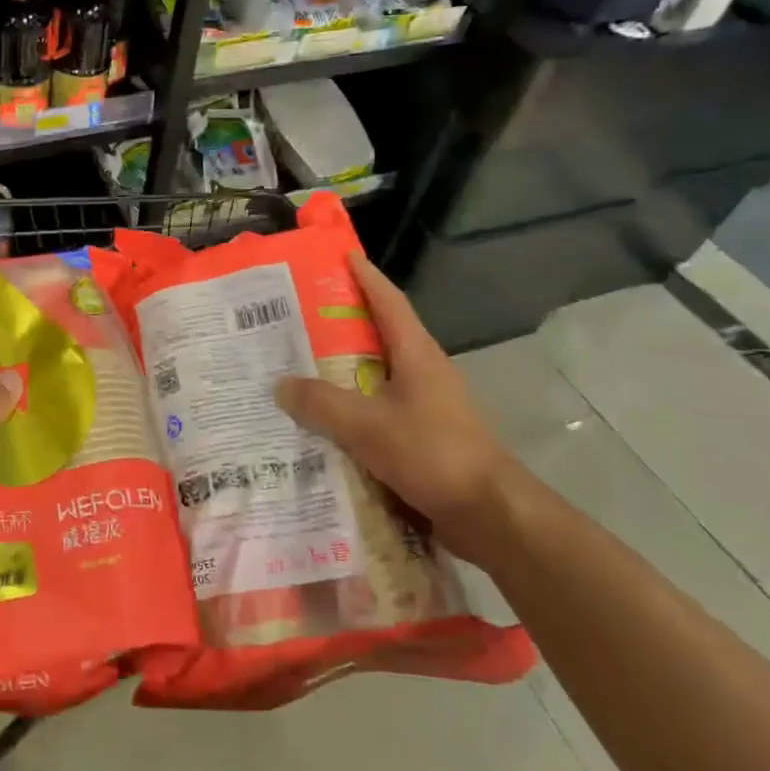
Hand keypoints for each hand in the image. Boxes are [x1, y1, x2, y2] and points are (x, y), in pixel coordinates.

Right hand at [273, 252, 527, 564]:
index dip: (366, 278)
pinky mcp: (425, 437)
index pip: (389, 302)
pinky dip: (353, 407)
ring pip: (378, 376)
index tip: (344, 256)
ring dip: (345, 370)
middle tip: (300, 317)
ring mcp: (428, 406)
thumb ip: (321, 403)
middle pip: (380, 336)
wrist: (489, 514)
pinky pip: (380, 410)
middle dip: (343, 324)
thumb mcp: (367, 426)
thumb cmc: (433, 453)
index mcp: (417, 355)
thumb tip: (280, 385)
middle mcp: (424, 372)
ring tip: (302, 368)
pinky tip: (325, 421)